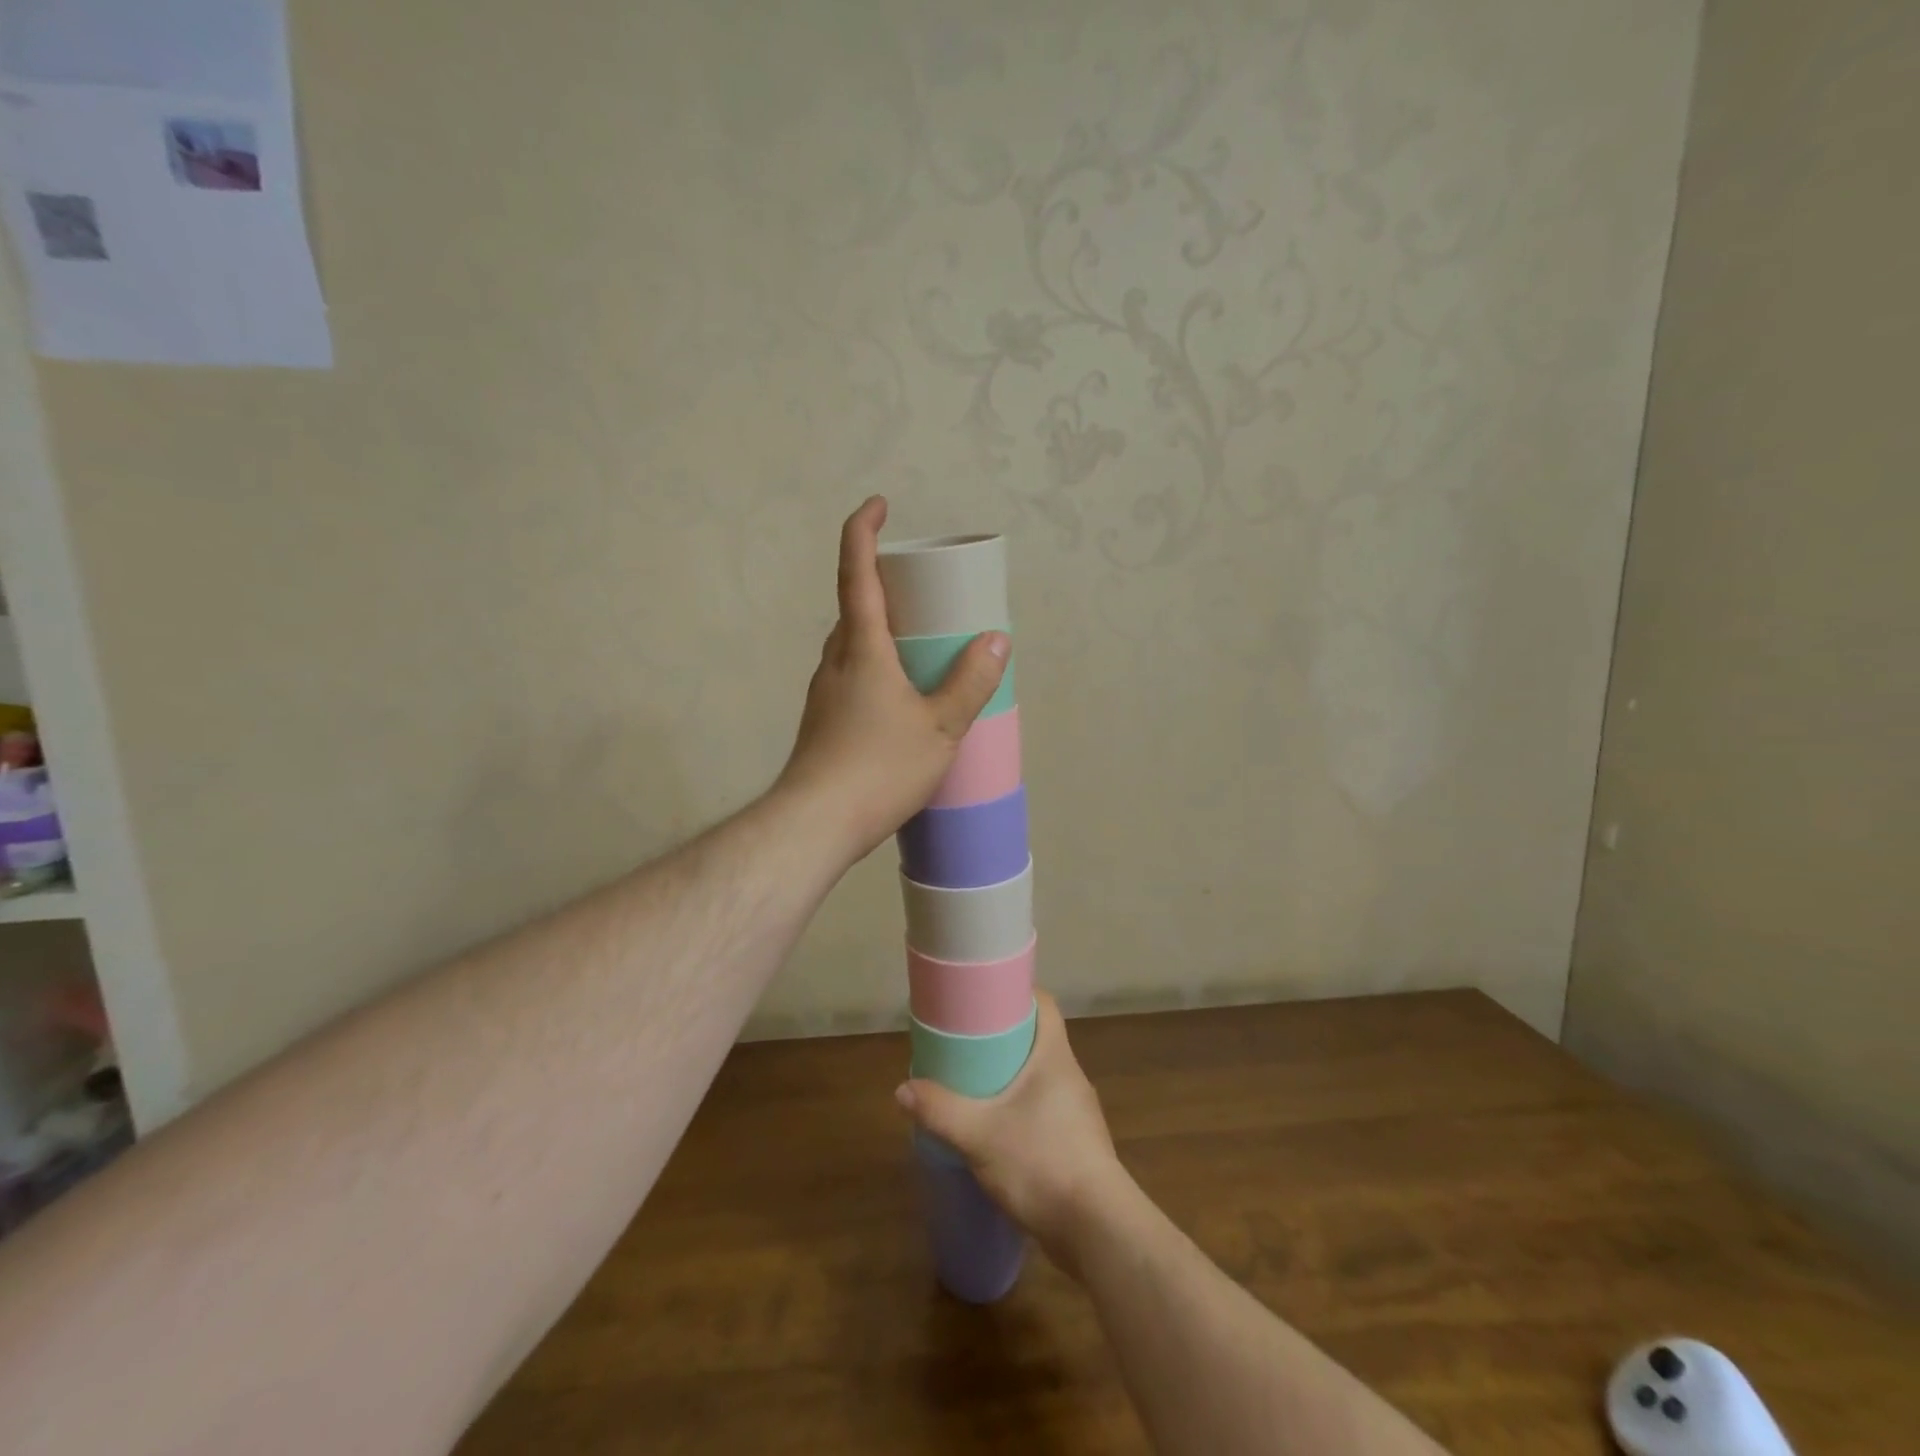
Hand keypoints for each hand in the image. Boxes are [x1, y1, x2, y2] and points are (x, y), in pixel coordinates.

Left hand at [776, 496, 1009, 863]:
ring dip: (880, 632)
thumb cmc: (878, 768)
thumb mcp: (940, 727)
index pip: (856, 573)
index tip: (878, 505)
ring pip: (852, 646)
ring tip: (918, 647)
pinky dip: (876, 668)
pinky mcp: (822, 722)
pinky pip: (851, 676)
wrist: (815, 824)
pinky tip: (899, 700)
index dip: (863, 531)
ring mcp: (823, 693)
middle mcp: (835, 661)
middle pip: (854, 608)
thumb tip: (997, 641)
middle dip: (883, 586)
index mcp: (861, 648)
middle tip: (922, 593)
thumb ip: (969, 683)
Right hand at [894, 993, 1126, 1269]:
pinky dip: (1021, 1108)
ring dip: (1012, 1076)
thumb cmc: (1041, 1163)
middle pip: (1038, 1039)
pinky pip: (1045, 1109)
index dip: (1016, 994)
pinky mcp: (1078, 1144)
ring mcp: (1077, 1112)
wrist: (1097, 1231)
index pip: (1043, 1004)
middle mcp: (1070, 1076)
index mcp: (1055, 1056)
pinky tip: (997, 1129)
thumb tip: (903, 1090)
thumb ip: (941, 1110)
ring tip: (975, 1084)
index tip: (984, 996)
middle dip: (1004, 1037)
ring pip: (1040, 1077)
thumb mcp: (980, 1136)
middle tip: (966, 1041)